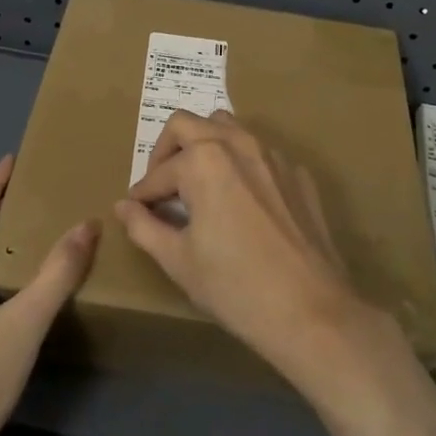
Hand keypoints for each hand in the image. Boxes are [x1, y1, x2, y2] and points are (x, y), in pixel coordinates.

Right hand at [113, 111, 373, 379]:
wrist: (311, 310)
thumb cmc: (235, 287)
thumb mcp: (179, 261)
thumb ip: (144, 227)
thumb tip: (124, 207)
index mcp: (204, 160)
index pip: (159, 171)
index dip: (142, 193)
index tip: (136, 210)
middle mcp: (238, 143)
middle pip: (188, 124)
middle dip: (166, 152)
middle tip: (162, 188)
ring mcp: (273, 155)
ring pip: (228, 127)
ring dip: (205, 145)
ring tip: (198, 184)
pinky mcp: (297, 173)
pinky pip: (260, 153)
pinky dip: (241, 165)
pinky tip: (241, 202)